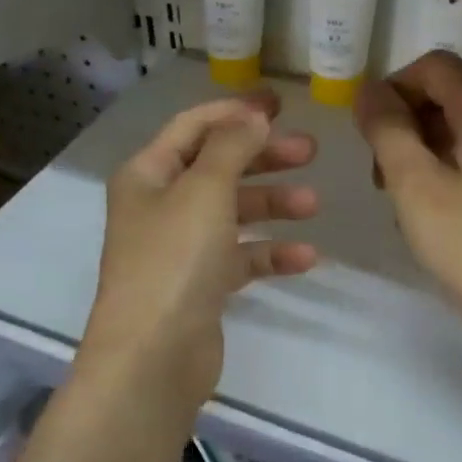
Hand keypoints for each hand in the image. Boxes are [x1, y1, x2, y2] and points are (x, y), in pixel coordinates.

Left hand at [79, 89, 318, 421]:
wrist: (153, 356)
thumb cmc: (174, 259)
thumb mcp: (204, 190)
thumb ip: (231, 147)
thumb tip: (251, 116)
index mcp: (148, 174)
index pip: (193, 127)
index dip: (234, 111)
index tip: (281, 105)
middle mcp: (160, 205)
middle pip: (217, 167)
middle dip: (262, 157)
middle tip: (310, 151)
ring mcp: (180, 247)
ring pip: (232, 212)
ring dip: (272, 204)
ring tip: (314, 204)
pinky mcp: (200, 285)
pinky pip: (240, 257)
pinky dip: (269, 253)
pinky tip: (306, 257)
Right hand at [355, 51, 461, 346]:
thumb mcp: (414, 183)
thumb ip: (387, 129)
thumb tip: (368, 91)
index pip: (434, 67)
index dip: (394, 88)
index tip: (369, 132)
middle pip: (444, 93)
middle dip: (403, 121)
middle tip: (379, 169)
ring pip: (453, 125)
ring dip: (416, 147)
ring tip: (396, 194)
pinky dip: (438, 167)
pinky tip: (423, 208)